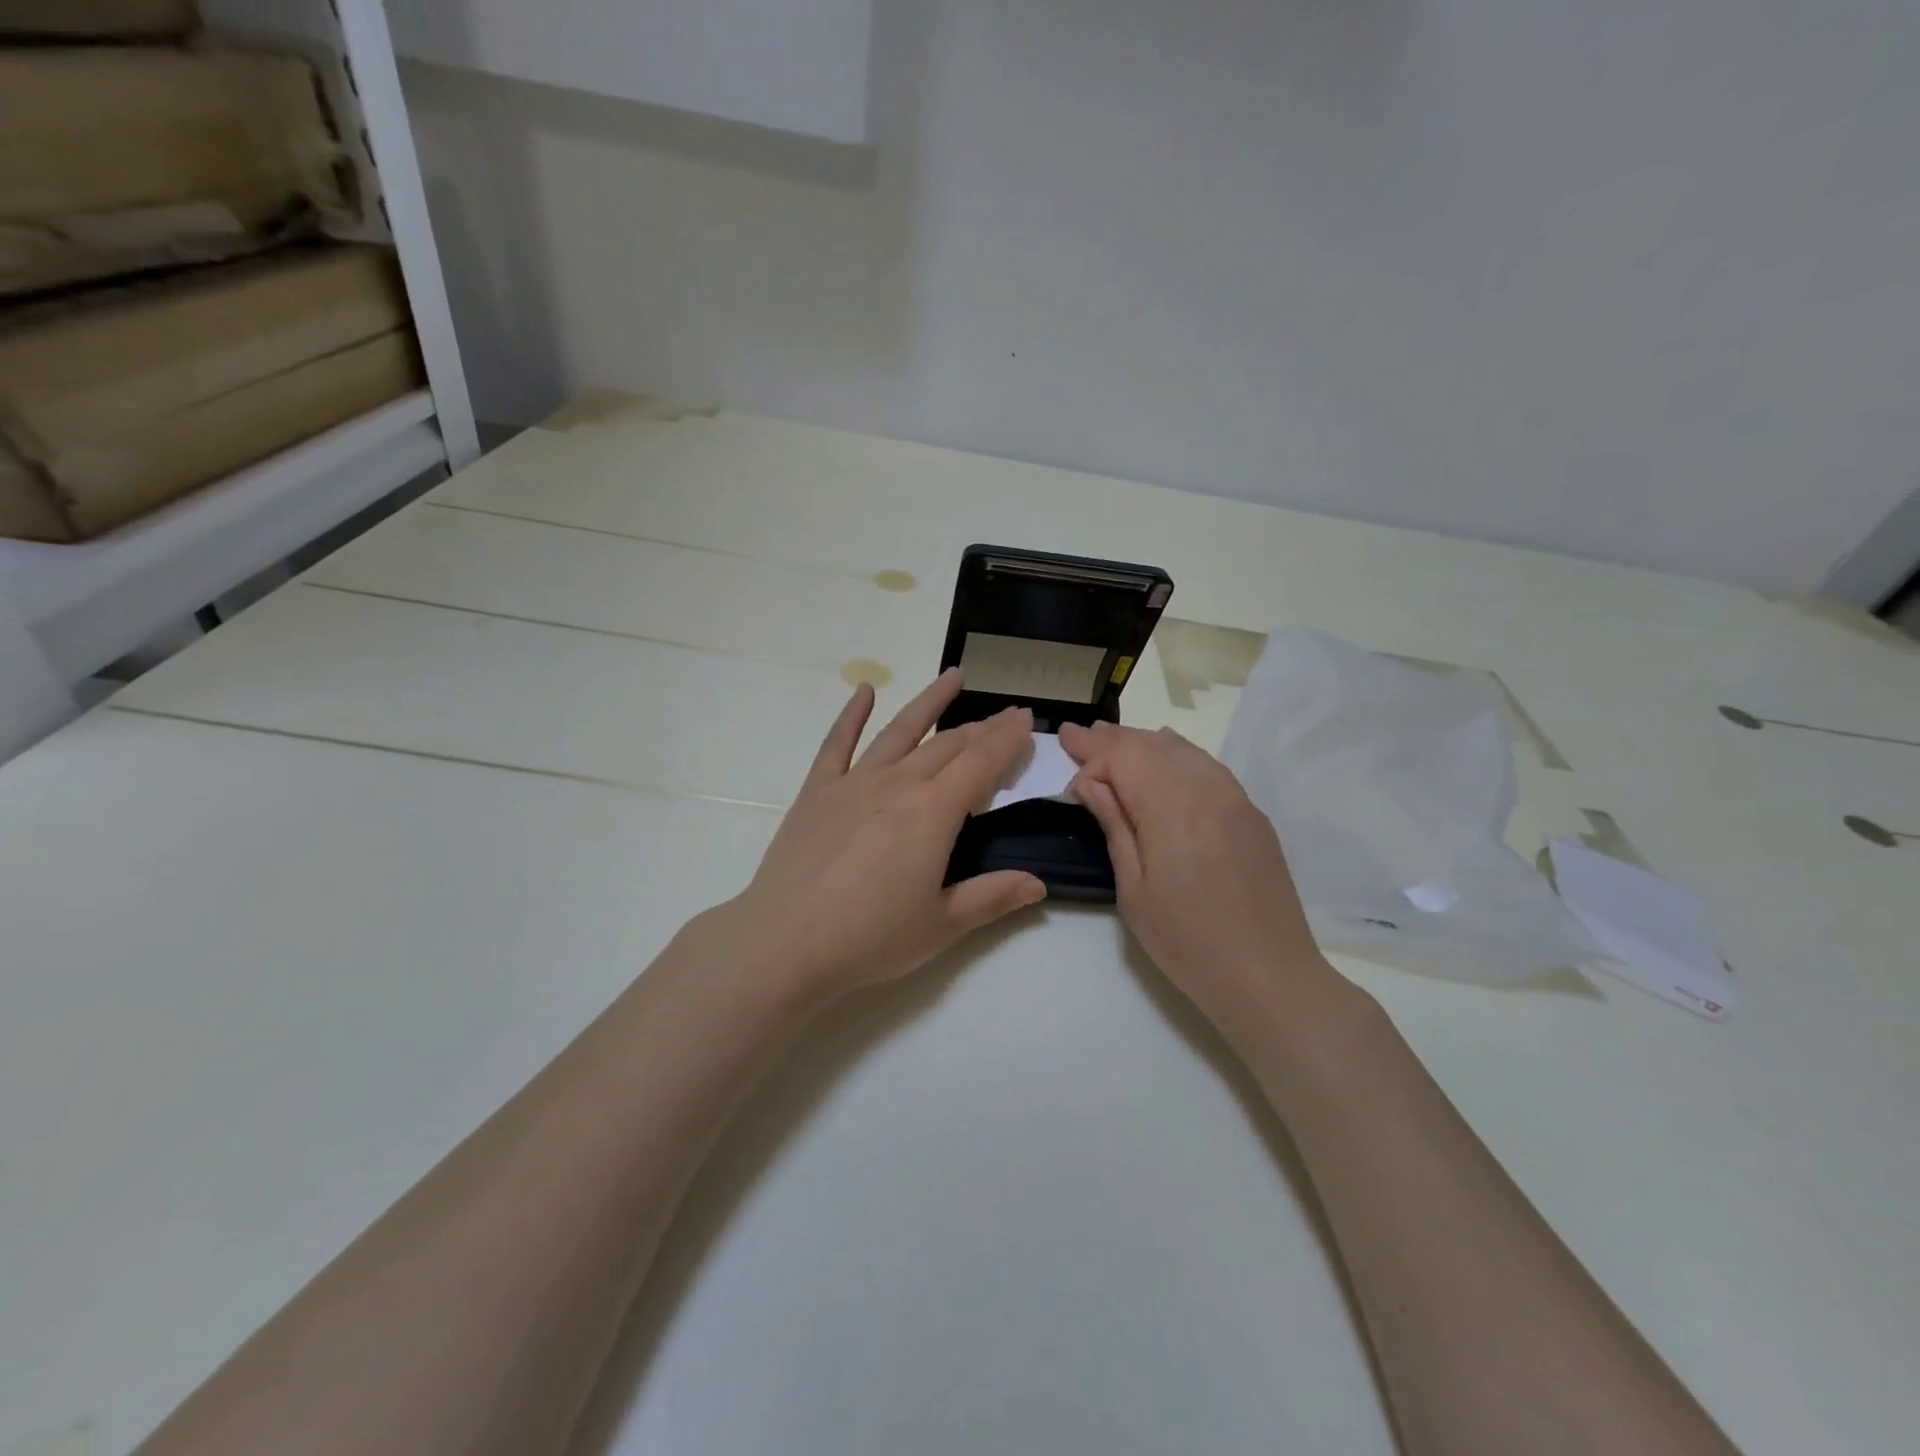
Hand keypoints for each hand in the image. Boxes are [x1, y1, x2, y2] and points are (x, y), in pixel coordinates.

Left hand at [717, 670, 1046, 999]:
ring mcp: (854, 782)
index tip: (1026, 719)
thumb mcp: (942, 925)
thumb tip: (1039, 884)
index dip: (1008, 739)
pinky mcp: (817, 790)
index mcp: (934, 812)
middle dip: (982, 727)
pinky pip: (837, 742)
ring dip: (930, 701)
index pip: (982, 763)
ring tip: (954, 676)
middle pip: (948, 744)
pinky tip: (863, 691)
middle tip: (1005, 714)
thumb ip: (993, 897)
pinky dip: (852, 714)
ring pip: (901, 730)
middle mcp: (898, 784)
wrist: (784, 943)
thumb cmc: (870, 938)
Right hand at [1059, 721, 1340, 1021]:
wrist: (1268, 975)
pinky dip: (1178, 755)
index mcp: (1171, 806)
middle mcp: (1206, 788)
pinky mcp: (1251, 814)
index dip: (1091, 749)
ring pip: (1183, 751)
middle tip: (1080, 734)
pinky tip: (1166, 758)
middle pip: (1152, 746)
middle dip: (1113, 739)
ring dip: (1145, 743)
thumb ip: (1114, 825)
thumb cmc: (1186, 940)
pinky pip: (1208, 767)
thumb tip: (1091, 782)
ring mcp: (1235, 798)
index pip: (1123, 757)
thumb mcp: (1133, 889)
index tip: (1064, 741)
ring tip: (1115, 739)